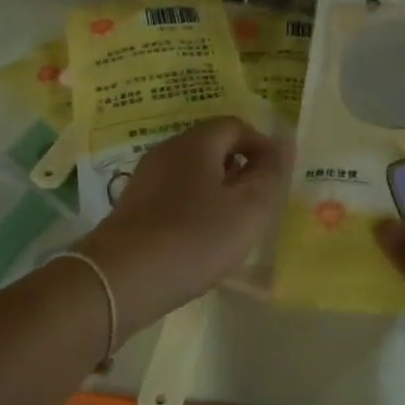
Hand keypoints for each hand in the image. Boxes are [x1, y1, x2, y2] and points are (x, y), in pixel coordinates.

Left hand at [76, 117, 290, 331]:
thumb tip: (282, 144)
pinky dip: (192, 208)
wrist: (121, 279)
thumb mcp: (248, 208)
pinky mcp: (131, 206)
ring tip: (230, 225)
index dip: (262, 146)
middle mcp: (168, 149)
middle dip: (239, 169)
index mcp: (197, 141)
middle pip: (212, 146)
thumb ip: (270, 174)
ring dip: (216, 190)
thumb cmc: (194, 237)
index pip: (236, 126)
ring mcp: (145, 177)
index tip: (276, 178)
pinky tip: (197, 240)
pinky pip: (172, 194)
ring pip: (191, 172)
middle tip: (256, 204)